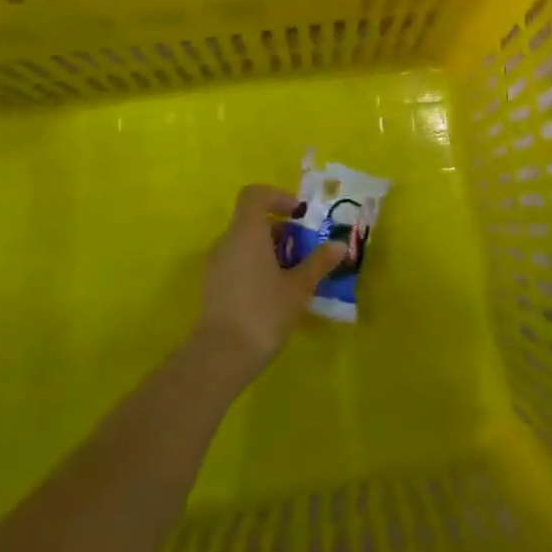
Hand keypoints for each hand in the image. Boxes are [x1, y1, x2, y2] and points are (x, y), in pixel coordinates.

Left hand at [197, 184, 346, 374]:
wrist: (220, 357)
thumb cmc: (263, 312)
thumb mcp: (299, 287)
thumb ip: (318, 262)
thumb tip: (339, 245)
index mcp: (246, 232)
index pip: (255, 194)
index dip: (277, 197)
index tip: (298, 215)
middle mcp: (226, 241)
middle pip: (252, 220)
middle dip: (281, 230)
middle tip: (304, 249)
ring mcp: (215, 265)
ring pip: (244, 243)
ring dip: (269, 250)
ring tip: (293, 274)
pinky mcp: (212, 287)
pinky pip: (236, 262)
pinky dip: (256, 266)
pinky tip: (274, 292)